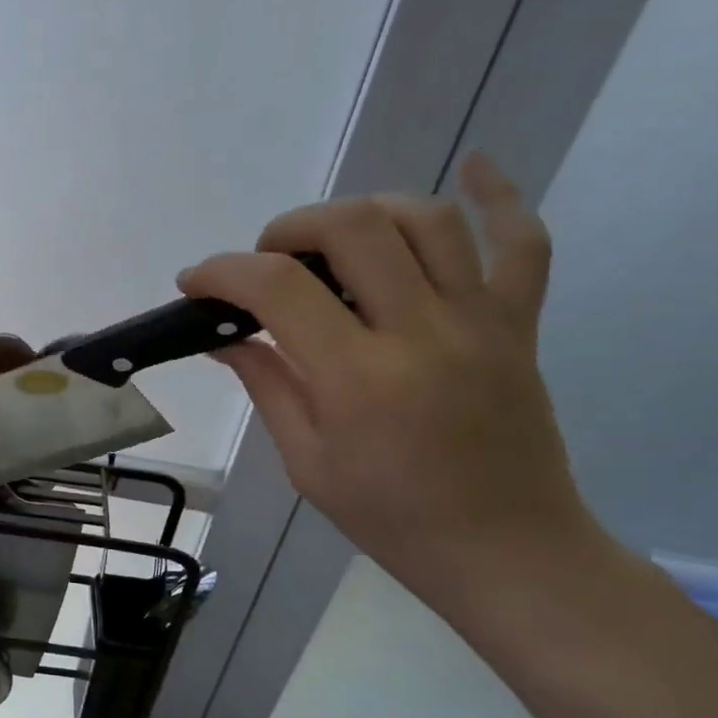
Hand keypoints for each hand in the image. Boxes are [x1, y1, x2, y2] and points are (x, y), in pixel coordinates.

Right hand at [179, 154, 598, 619]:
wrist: (507, 551)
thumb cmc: (393, 518)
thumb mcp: (307, 464)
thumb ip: (268, 387)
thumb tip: (226, 339)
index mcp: (358, 378)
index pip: (278, 289)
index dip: (222, 271)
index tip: (194, 282)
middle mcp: (421, 332)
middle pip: (353, 228)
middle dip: (290, 228)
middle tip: (266, 261)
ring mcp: (479, 321)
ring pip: (426, 219)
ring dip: (364, 210)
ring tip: (333, 239)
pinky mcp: (518, 324)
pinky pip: (523, 243)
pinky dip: (500, 197)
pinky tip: (474, 166)